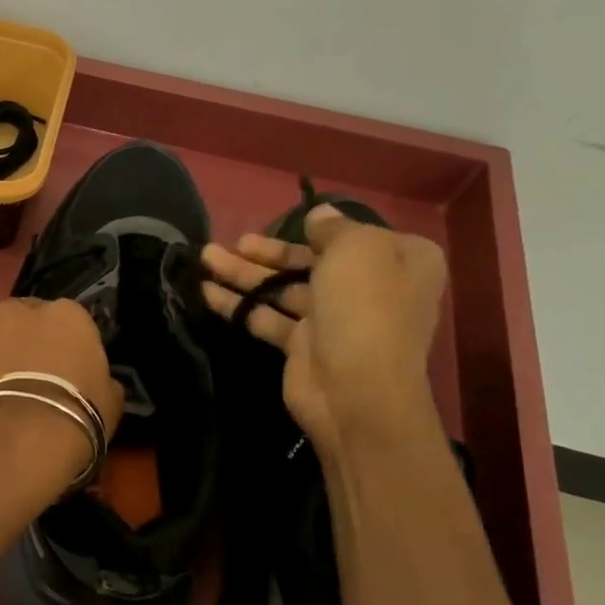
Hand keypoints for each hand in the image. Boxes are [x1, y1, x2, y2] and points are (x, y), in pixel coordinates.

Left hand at [0, 298, 124, 493]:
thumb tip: (94, 380)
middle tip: (28, 375)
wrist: (20, 442)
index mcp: (64, 314)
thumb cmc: (78, 414)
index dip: (64, 342)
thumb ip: (99, 377)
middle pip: (20, 319)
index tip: (65, 366)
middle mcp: (16, 313)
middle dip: (22, 340)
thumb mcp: (111, 398)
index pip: (66, 317)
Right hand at [200, 206, 445, 451]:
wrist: (357, 389)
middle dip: (269, 251)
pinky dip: (238, 304)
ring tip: (205, 257)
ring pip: (283, 288)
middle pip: (310, 261)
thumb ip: (332, 227)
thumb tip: (319, 215)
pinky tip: (206, 291)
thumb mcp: (356, 248)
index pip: (354, 236)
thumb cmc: (364, 306)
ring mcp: (334, 319)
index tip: (287, 221)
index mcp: (398, 259)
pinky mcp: (302, 346)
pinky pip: (267, 316)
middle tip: (232, 241)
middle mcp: (370, 287)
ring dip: (245, 273)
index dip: (319, 228)